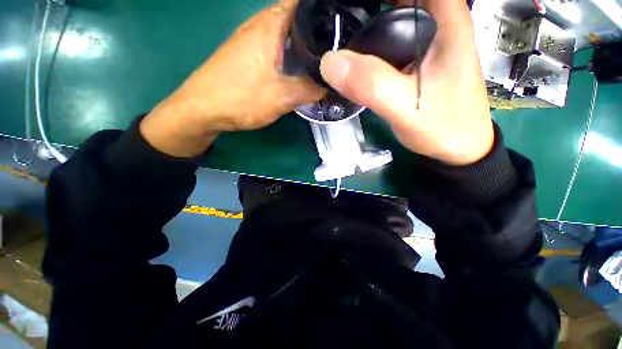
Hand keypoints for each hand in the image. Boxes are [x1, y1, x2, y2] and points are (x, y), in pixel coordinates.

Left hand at [141, 0, 324, 157]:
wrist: (202, 109)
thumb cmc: (242, 98)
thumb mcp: (283, 97)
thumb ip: (309, 89)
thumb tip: (328, 86)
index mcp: (270, 25)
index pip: (302, 3)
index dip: (322, 11)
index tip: (338, 27)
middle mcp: (259, 25)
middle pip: (295, 17)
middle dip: (315, 30)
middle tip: (333, 49)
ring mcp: (250, 40)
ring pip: (284, 33)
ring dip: (301, 43)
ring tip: (320, 59)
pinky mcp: (246, 55)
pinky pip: (274, 47)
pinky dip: (288, 53)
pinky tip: (295, 68)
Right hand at [320, 0, 492, 165]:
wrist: (456, 147)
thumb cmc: (444, 126)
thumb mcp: (408, 107)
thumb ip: (372, 85)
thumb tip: (329, 62)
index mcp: (444, 17)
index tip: (345, 5)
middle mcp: (434, 21)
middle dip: (363, 5)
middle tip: (331, 18)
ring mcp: (421, 41)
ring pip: (388, 14)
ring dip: (363, 18)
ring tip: (335, 30)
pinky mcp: (410, 60)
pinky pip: (384, 39)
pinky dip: (366, 39)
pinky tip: (349, 52)